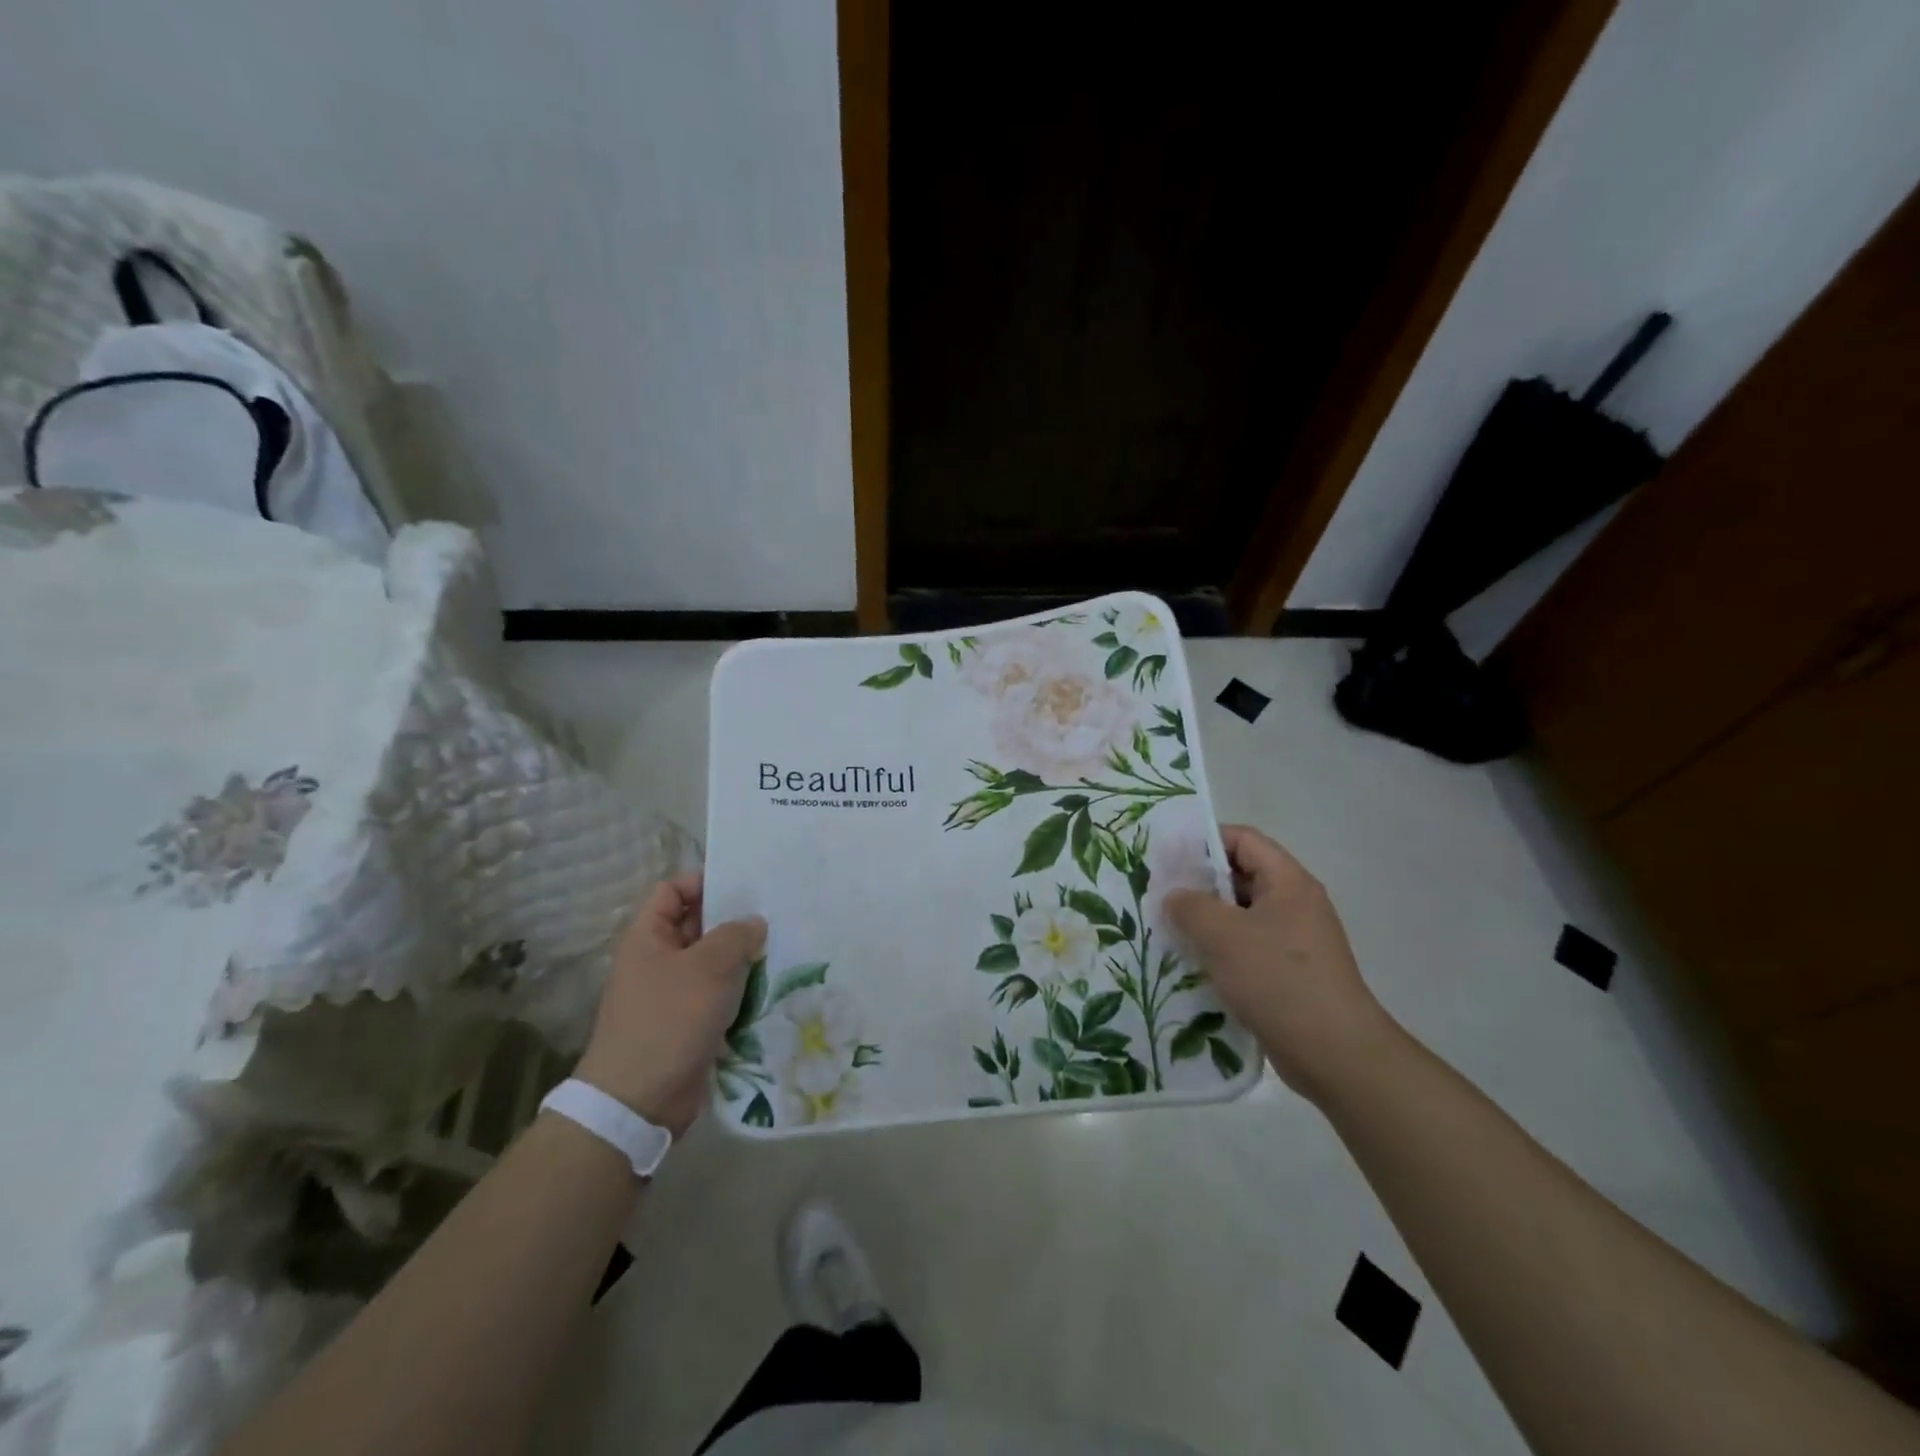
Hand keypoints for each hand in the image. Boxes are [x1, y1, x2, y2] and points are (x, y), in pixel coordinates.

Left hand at [575, 873, 766, 1136]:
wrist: (640, 1101)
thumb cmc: (670, 1019)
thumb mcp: (709, 966)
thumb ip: (736, 934)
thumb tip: (754, 922)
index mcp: (649, 937)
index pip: (673, 889)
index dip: (704, 880)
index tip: (746, 884)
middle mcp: (658, 960)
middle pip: (698, 925)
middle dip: (734, 920)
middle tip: (777, 913)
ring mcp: (673, 994)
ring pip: (713, 963)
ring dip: (743, 959)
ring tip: (784, 947)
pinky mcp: (689, 1024)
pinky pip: (719, 995)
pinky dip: (741, 991)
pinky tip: (773, 986)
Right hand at [1165, 825, 1398, 1102]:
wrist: (1335, 1054)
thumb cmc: (1279, 980)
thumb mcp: (1223, 935)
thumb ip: (1190, 906)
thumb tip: (1175, 896)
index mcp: (1288, 882)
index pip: (1243, 840)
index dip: (1204, 841)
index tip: (1167, 857)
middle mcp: (1294, 904)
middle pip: (1240, 877)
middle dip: (1198, 884)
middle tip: (1159, 895)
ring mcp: (1294, 941)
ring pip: (1240, 917)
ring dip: (1205, 922)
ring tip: (1166, 930)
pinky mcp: (1288, 974)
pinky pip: (1246, 949)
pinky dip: (1219, 951)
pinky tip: (1190, 965)